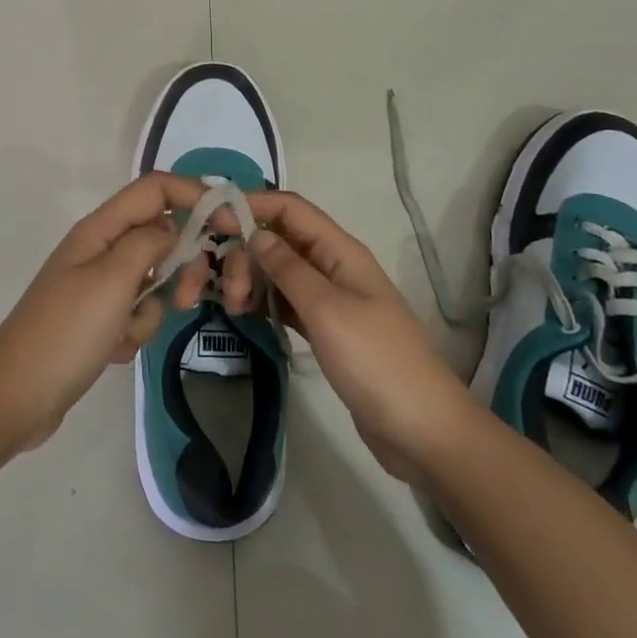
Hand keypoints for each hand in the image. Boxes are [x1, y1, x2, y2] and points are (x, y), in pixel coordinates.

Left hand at [0, 173, 238, 452]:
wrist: (17, 396)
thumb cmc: (66, 332)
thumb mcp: (112, 281)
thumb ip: (147, 244)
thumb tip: (170, 227)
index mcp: (100, 228)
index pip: (156, 189)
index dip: (195, 195)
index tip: (233, 223)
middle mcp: (101, 248)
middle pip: (160, 235)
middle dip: (180, 266)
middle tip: (186, 297)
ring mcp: (99, 284)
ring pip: (152, 280)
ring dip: (151, 308)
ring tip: (128, 333)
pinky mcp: (99, 318)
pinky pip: (136, 313)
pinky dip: (133, 331)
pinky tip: (112, 351)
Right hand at [247, 191, 472, 485]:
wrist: (423, 431)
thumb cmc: (376, 362)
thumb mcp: (328, 310)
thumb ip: (289, 269)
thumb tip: (256, 233)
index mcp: (340, 251)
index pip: (290, 209)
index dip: (252, 206)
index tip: (213, 221)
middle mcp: (334, 266)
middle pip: (280, 240)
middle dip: (247, 254)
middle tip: (228, 292)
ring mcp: (331, 299)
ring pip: (280, 271)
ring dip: (252, 278)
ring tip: (232, 307)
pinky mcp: (326, 330)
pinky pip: (286, 302)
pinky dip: (264, 302)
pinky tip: (245, 314)